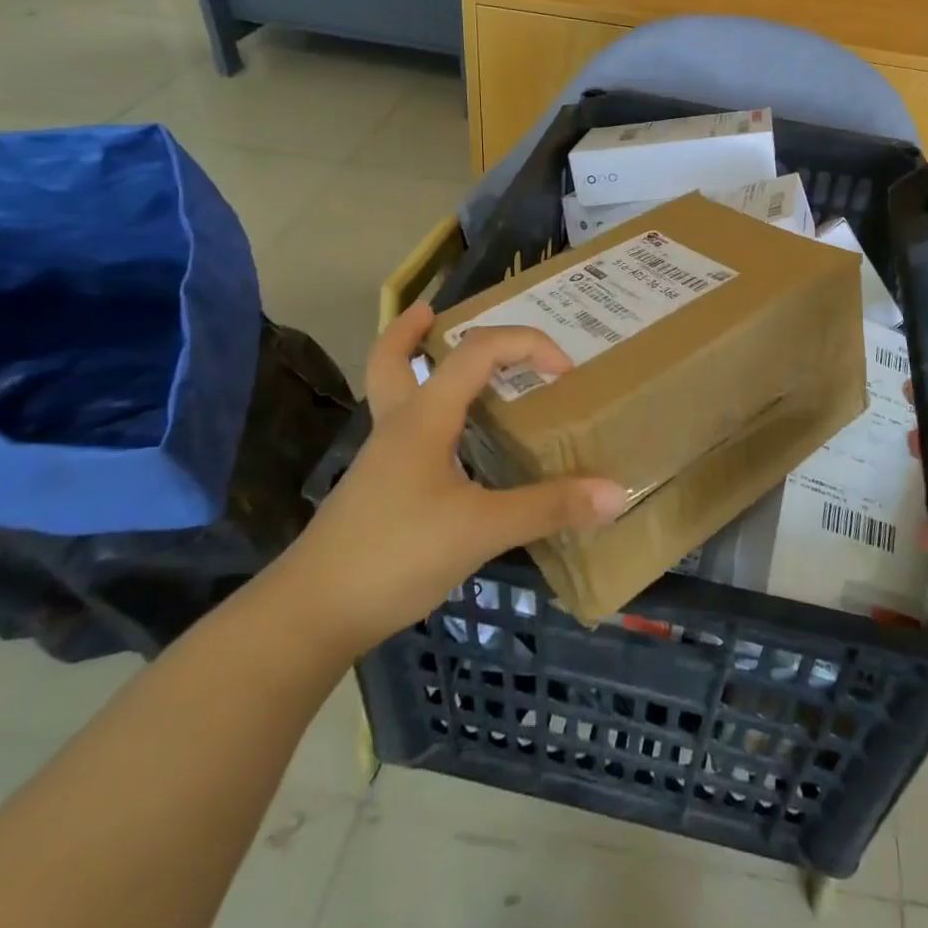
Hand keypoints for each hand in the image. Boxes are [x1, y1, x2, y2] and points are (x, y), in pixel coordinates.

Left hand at [276, 303, 626, 655]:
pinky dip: (426, 416)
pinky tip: (451, 446)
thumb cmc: (396, 554)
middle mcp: (399, 425)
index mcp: (425, 416)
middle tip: (440, 313)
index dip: (526, 344)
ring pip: (393, 392)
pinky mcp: (379, 489)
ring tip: (446, 366)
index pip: (478, 350)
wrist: (311, 614)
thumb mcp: (481, 529)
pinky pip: (405, 431)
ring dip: (415, 366)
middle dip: (414, 329)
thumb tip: (616, 493)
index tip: (565, 370)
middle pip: (393, 357)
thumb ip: (548, 508)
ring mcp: (383, 458)